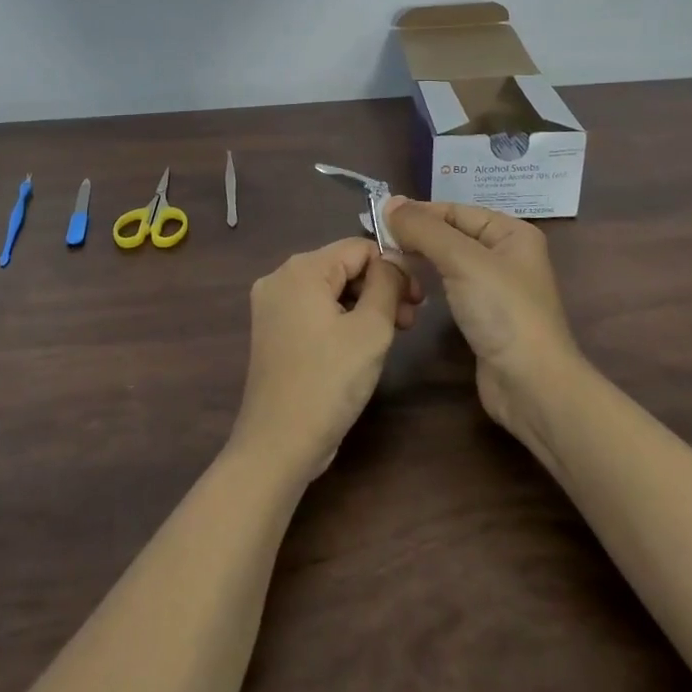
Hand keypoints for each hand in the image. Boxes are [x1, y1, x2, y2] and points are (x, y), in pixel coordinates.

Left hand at [230, 239, 414, 480]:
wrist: (278, 444)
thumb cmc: (329, 382)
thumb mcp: (371, 329)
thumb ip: (387, 284)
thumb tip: (394, 261)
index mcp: (300, 269)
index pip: (358, 247)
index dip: (394, 267)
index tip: (420, 299)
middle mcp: (279, 278)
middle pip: (343, 266)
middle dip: (380, 287)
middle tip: (411, 320)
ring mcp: (272, 306)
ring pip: (330, 290)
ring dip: (364, 305)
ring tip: (394, 334)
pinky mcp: (273, 331)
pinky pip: (315, 310)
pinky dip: (342, 319)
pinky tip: (363, 344)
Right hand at [382, 198, 580, 457]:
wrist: (531, 385)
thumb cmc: (502, 312)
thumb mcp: (462, 260)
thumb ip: (424, 229)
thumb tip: (389, 202)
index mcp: (511, 232)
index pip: (455, 210)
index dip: (418, 213)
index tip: (378, 220)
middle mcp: (505, 254)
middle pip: (450, 234)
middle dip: (416, 237)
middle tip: (378, 245)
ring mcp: (495, 287)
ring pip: (447, 262)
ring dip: (419, 260)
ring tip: (388, 265)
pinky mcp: (483, 315)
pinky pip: (449, 287)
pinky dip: (428, 284)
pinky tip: (409, 288)